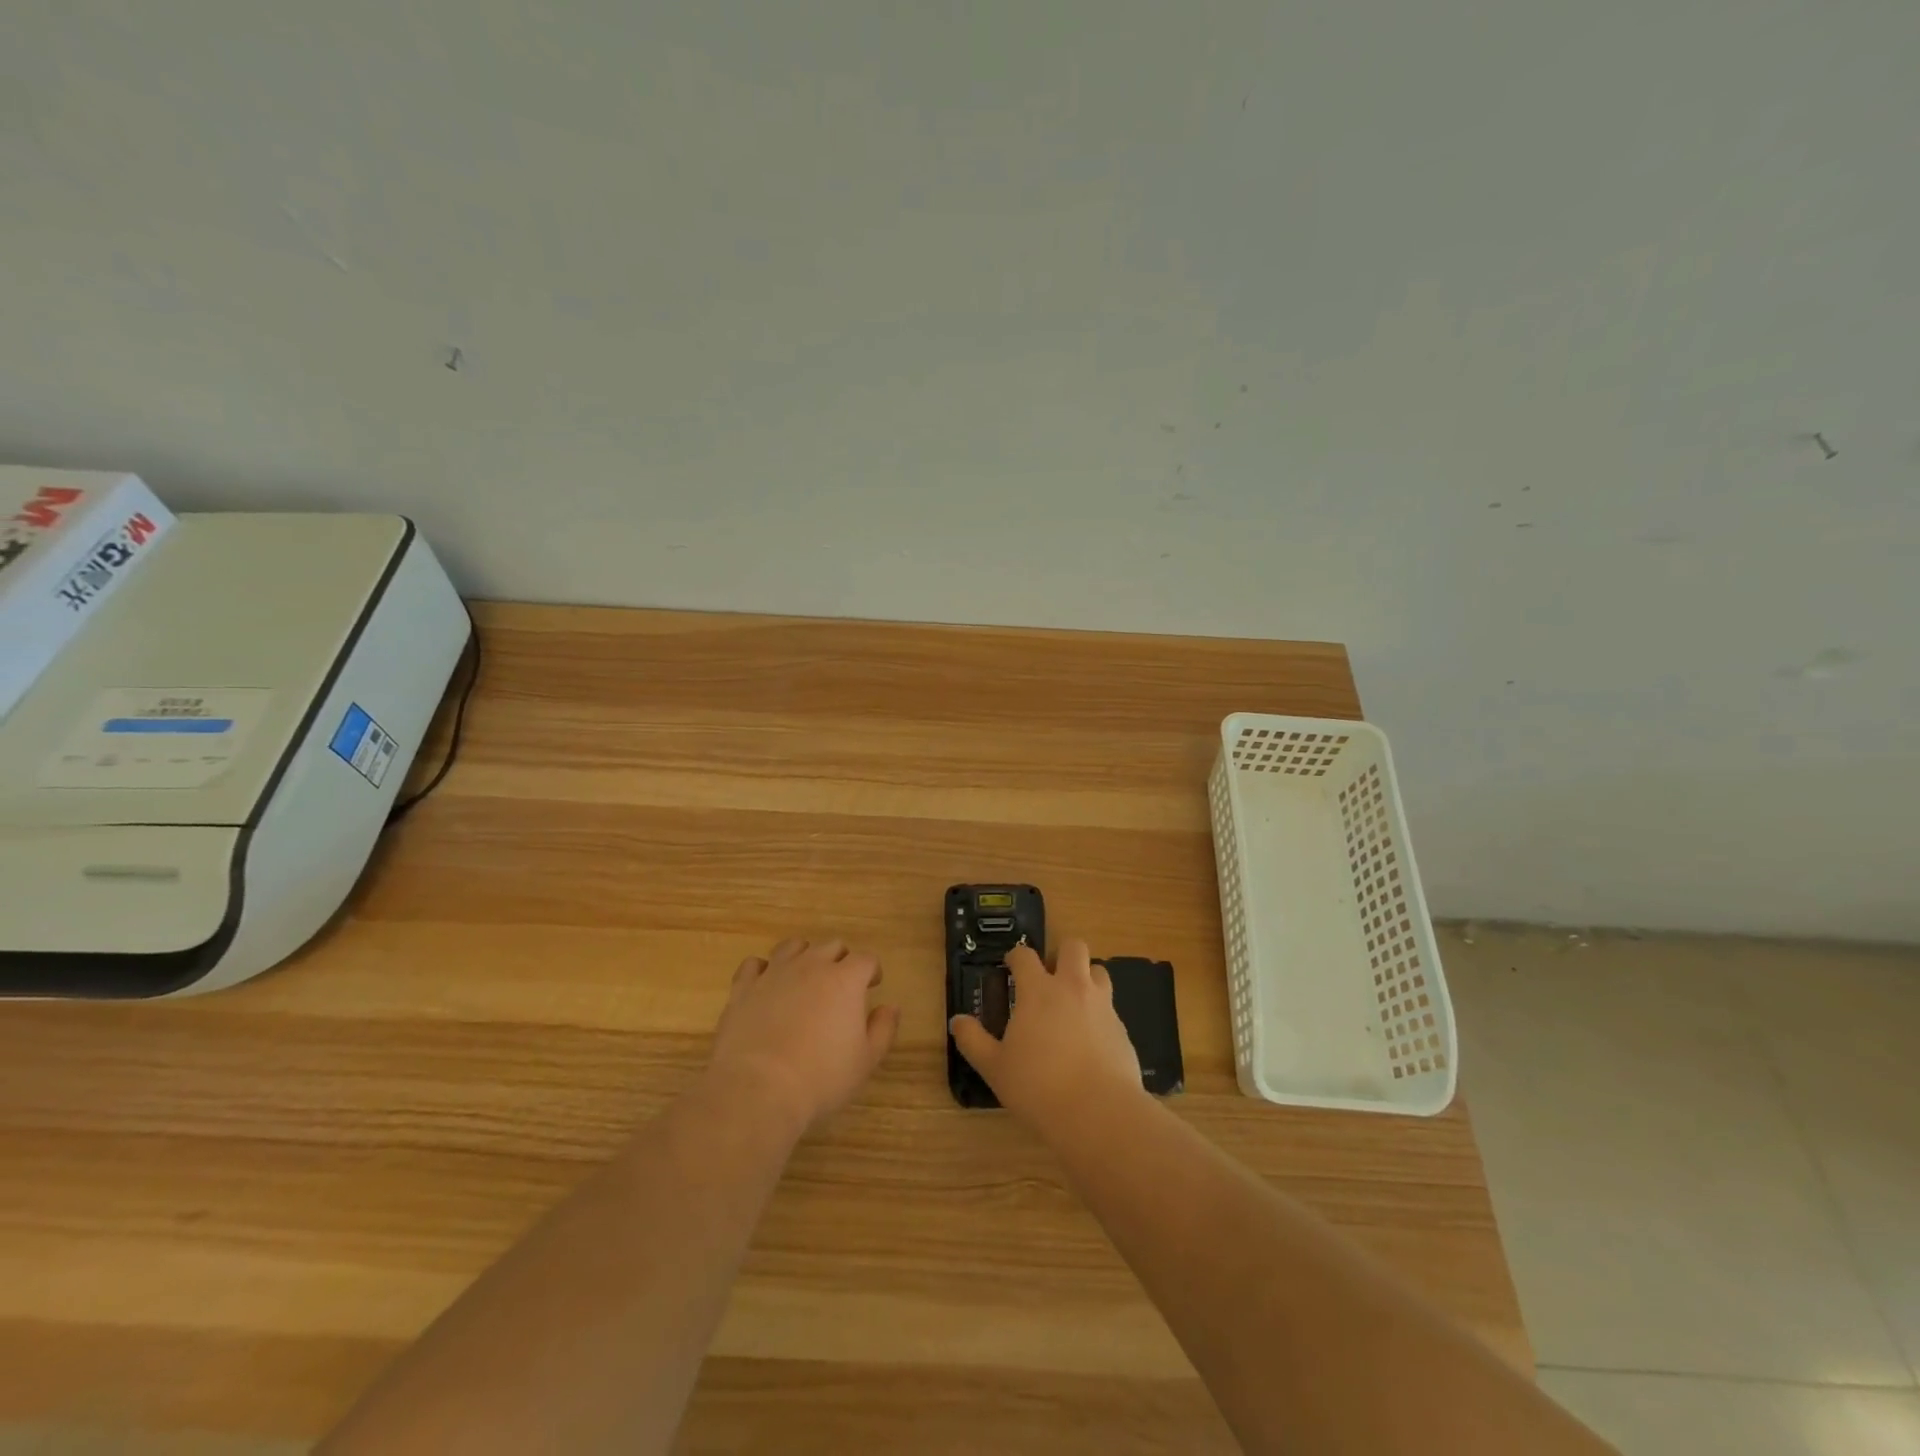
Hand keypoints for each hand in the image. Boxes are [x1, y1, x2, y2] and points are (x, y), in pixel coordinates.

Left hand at [707, 938, 901, 1135]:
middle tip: (841, 985)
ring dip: (804, 956)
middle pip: (831, 946)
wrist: (758, 1089)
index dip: (872, 970)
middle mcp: (810, 966)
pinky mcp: (743, 988)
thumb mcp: (866, 1061)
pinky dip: (763, 970)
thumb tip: (890, 1007)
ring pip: (793, 946)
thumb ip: (883, 1029)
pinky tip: (766, 986)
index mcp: (845, 980)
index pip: (865, 959)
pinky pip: (754, 965)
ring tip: (804, 978)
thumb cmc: (821, 1078)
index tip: (872, 985)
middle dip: (841, 960)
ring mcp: (774, 973)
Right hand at [950, 939, 1145, 1137]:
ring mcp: (1102, 1005)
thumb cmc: (1038, 1086)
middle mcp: (1072, 988)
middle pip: (1073, 947)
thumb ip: (973, 1040)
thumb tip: (956, 1021)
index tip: (1011, 966)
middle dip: (1061, 954)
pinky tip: (1091, 1039)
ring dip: (1086, 977)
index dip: (1016, 957)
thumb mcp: (995, 1067)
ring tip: (1074, 1002)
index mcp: (1038, 991)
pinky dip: (1100, 1013)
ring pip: (1099, 971)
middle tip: (1050, 977)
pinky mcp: (1122, 1028)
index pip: (1025, 956)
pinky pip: (1111, 1007)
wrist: (1098, 1113)